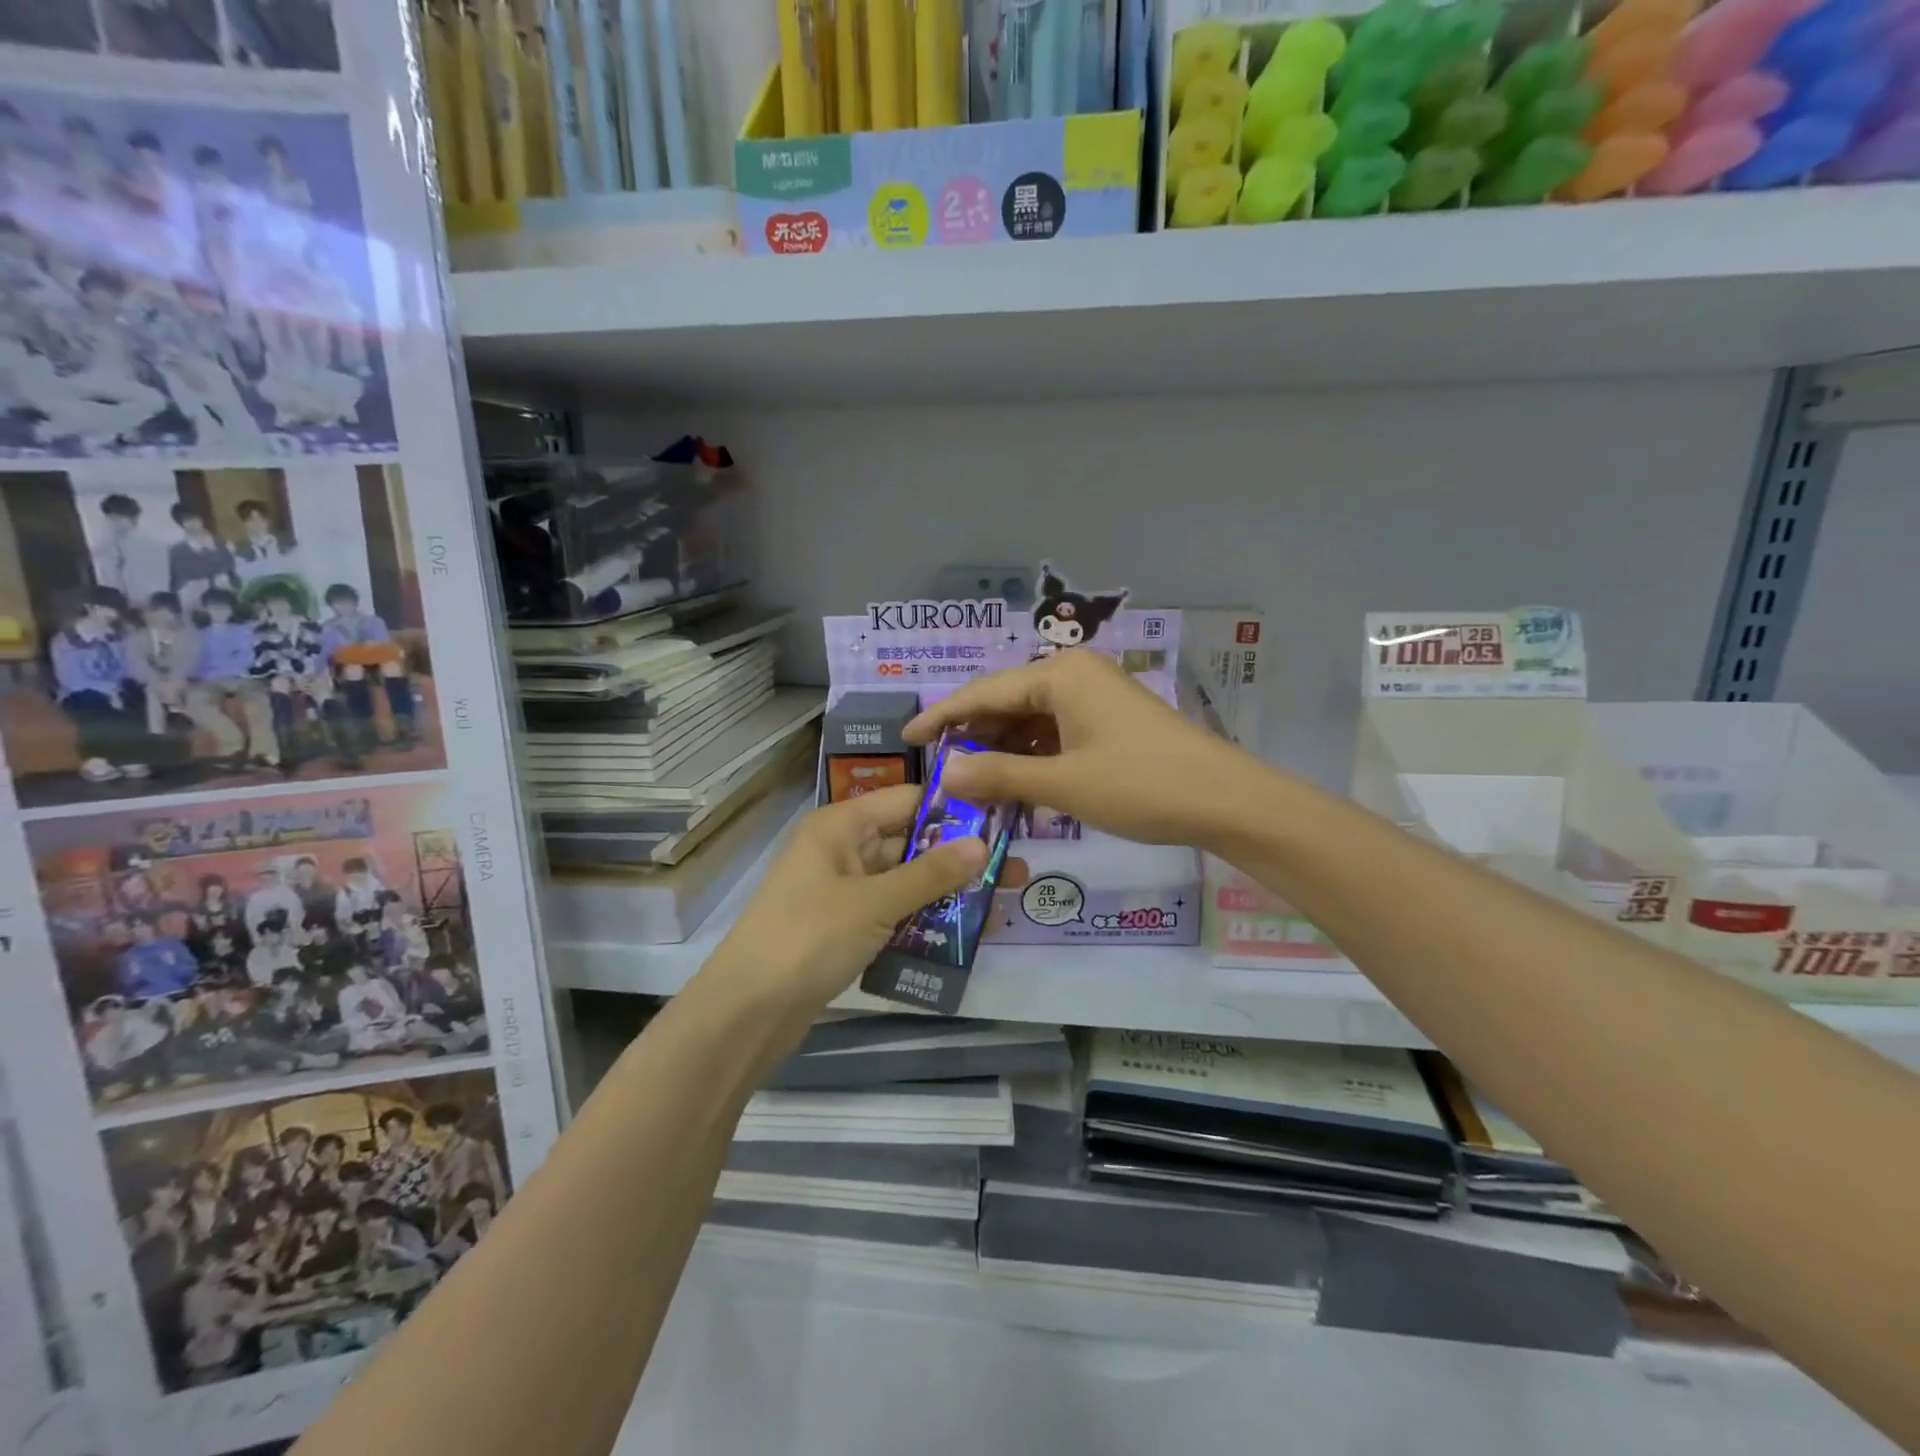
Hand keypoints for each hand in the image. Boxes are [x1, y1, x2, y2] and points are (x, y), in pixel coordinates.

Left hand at [706, 785, 986, 1017]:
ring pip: (903, 880)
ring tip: (999, 900)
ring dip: (944, 890)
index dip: (952, 808)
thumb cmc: (809, 939)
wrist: (747, 1012)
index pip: (907, 800)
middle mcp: (841, 850)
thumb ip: (931, 874)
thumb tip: (982, 843)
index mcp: (840, 826)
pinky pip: (891, 912)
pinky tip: (962, 932)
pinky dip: (921, 918)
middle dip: (957, 855)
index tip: (1003, 819)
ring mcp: (841, 891)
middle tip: (1013, 866)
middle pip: (908, 841)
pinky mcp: (843, 928)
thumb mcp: (875, 903)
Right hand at [904, 649, 1247, 847]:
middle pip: (1006, 702)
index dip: (941, 718)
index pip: (983, 692)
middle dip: (973, 738)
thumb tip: (943, 775)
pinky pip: (1056, 732)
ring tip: (971, 785)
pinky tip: (1015, 784)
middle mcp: (1074, 674)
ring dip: (1002, 751)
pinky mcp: (1109, 721)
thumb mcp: (1062, 783)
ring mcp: (1095, 697)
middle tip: (939, 774)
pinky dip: (1033, 757)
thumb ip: (998, 775)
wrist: (1225, 800)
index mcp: (1059, 674)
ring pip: (1031, 720)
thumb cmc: (1139, 785)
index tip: (906, 740)